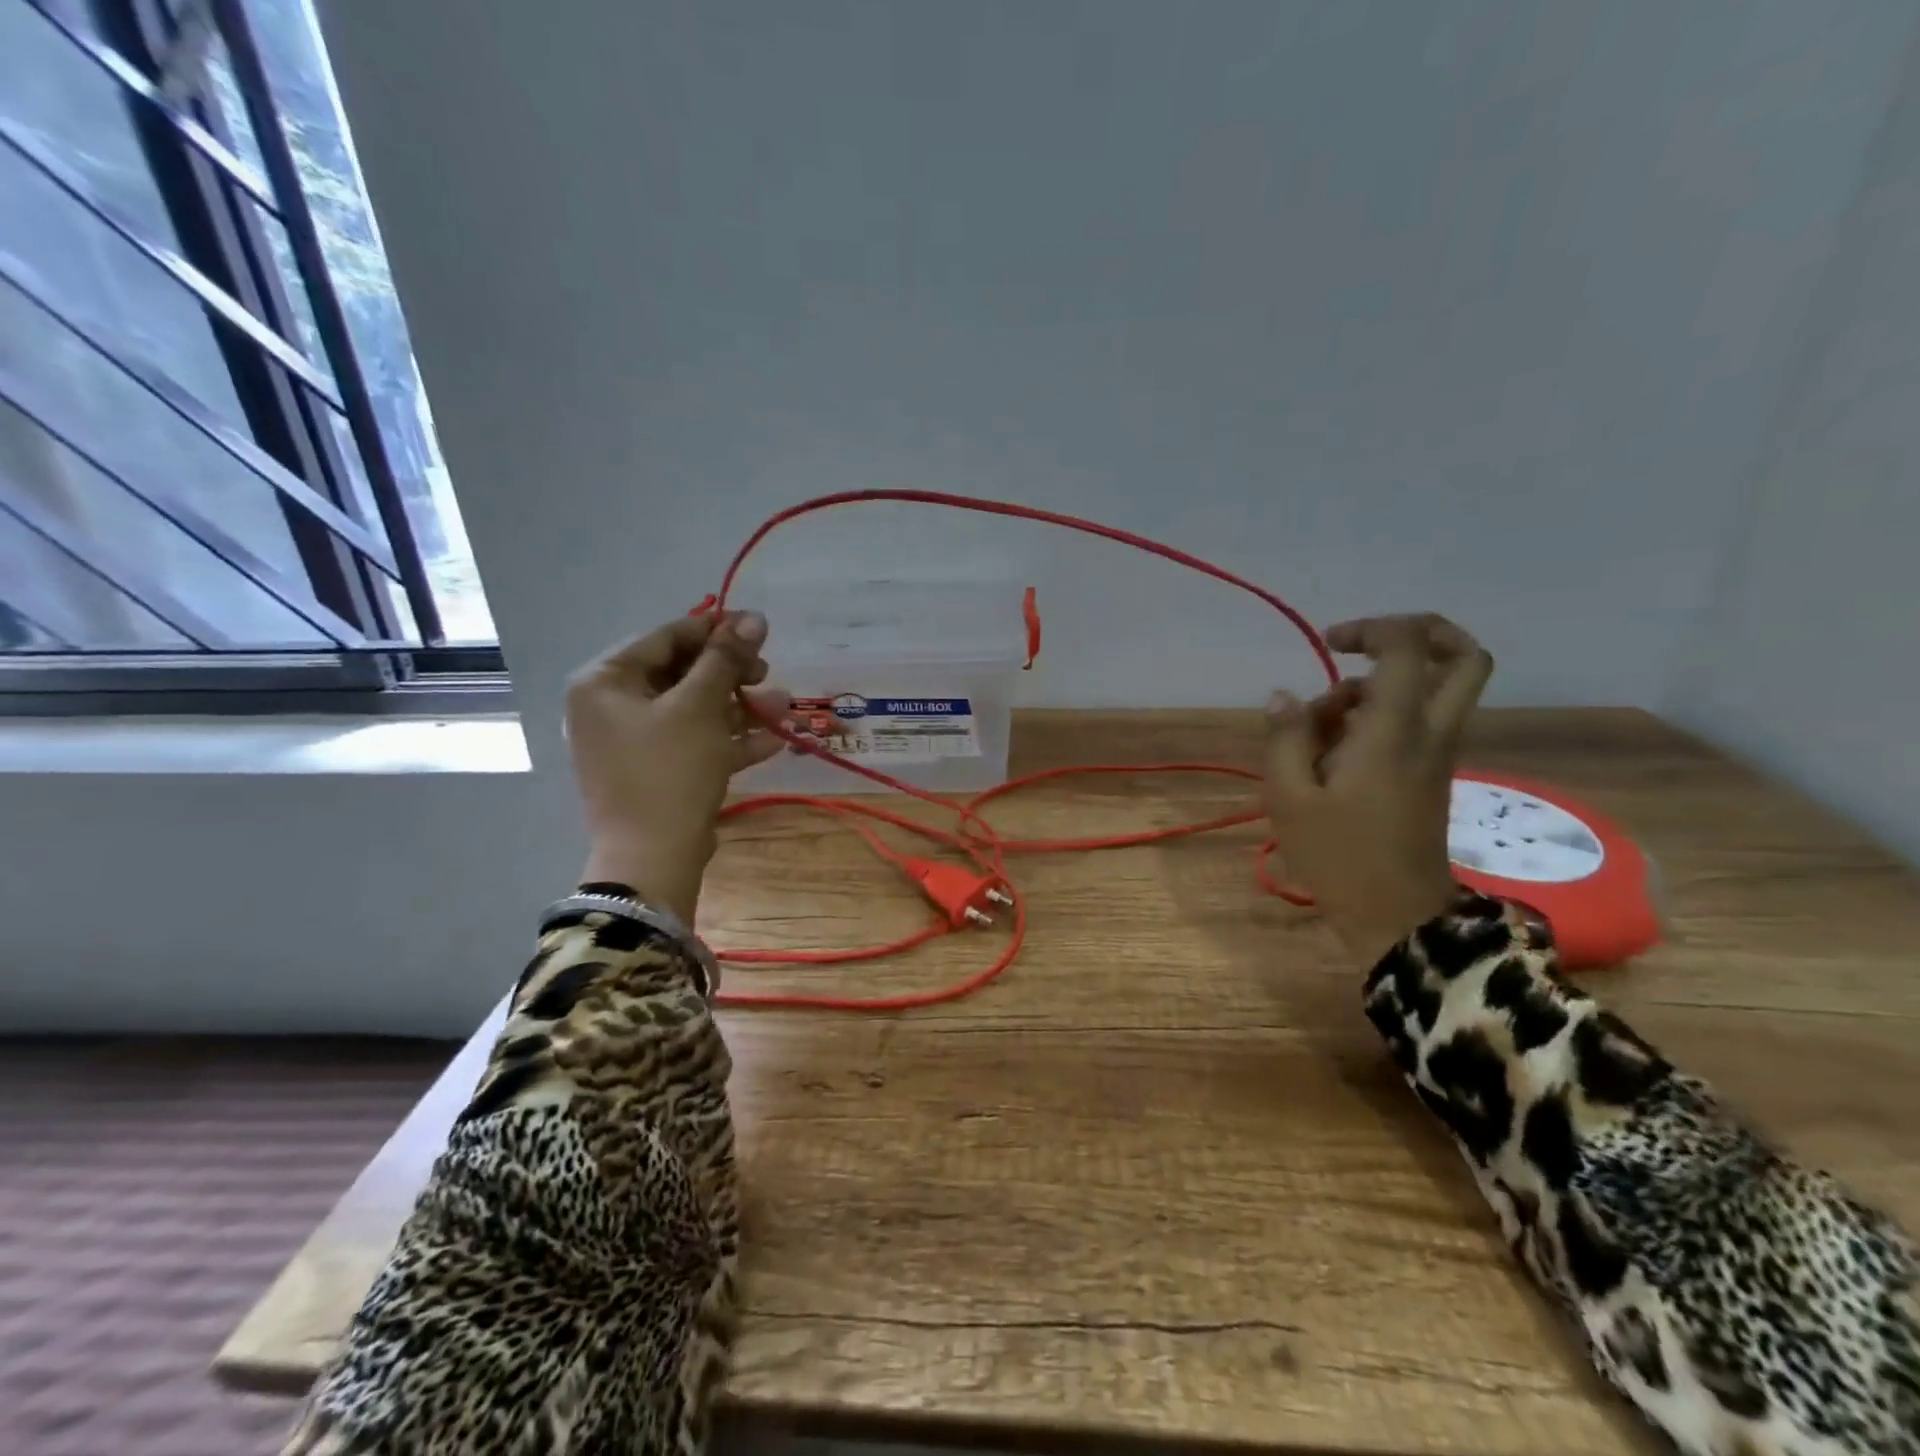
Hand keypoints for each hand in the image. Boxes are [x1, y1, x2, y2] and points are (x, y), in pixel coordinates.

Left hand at [565, 610, 787, 923]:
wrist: (653, 859)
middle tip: (767, 673)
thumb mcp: (700, 707)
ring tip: (782, 707)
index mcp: (604, 682)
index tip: (759, 628)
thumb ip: (726, 659)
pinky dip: (728, 739)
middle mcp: (611, 707)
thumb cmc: (669, 770)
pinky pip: (693, 742)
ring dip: (739, 707)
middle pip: (681, 674)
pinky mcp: (655, 771)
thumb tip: (754, 617)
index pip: (665, 638)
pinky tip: (772, 740)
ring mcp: (632, 743)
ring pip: (693, 710)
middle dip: (732, 674)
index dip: (715, 630)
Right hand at [1263, 613, 1493, 970]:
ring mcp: (1437, 754)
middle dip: (1421, 633)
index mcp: (1395, 730)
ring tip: (1317, 729)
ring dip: (1377, 688)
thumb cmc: (1339, 856)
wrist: (1397, 917)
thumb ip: (1285, 737)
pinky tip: (1330, 754)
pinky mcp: (1431, 774)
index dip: (1373, 627)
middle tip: (1365, 646)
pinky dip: (1378, 718)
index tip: (1330, 643)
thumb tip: (1285, 697)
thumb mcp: (1290, 796)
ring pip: (1431, 690)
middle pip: (1465, 657)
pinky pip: (1416, 721)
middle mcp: (1430, 732)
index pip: (1409, 647)